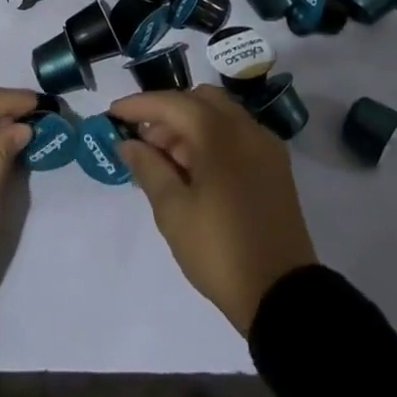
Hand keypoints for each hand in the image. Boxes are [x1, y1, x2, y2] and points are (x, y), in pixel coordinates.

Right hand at [110, 85, 317, 332]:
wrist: (283, 296)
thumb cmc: (220, 250)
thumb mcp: (173, 212)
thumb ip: (148, 168)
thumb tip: (129, 143)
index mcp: (219, 133)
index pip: (171, 103)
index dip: (138, 105)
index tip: (112, 114)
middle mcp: (246, 128)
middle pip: (199, 100)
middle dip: (168, 113)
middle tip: (144, 142)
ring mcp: (265, 146)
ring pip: (221, 115)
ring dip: (190, 126)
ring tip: (166, 161)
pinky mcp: (276, 167)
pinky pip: (238, 135)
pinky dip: (213, 139)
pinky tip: (196, 170)